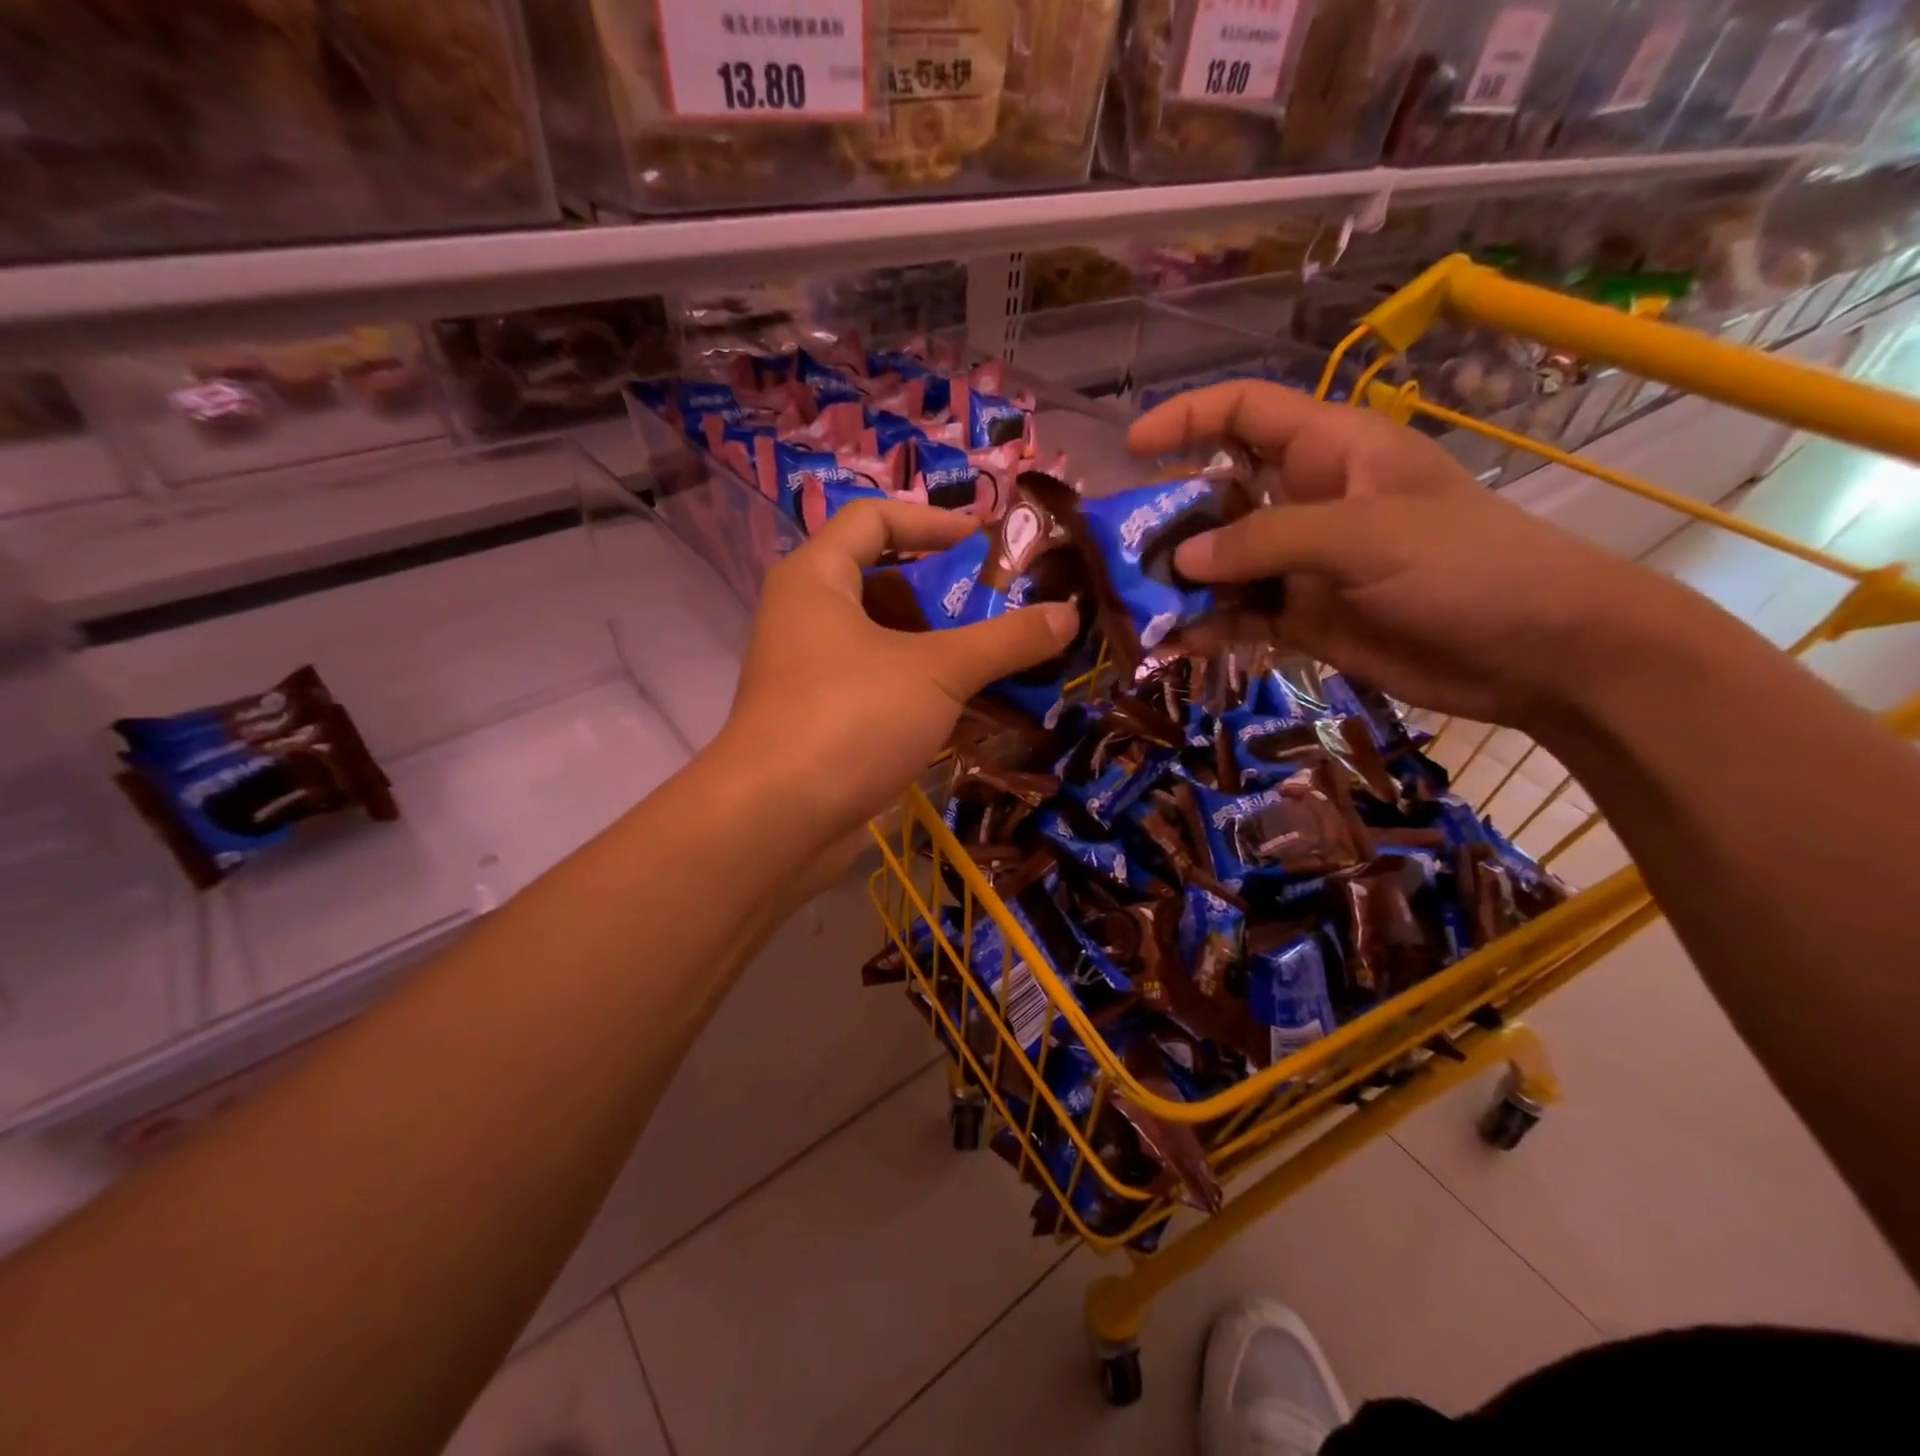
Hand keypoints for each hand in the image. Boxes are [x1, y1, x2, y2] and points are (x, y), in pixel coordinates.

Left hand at [718, 499, 1077, 839]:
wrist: (777, 821)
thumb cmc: (850, 718)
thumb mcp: (937, 672)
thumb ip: (1005, 640)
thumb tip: (1070, 614)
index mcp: (817, 578)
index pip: (874, 518)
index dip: (932, 522)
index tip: (986, 542)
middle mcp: (807, 616)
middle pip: (885, 583)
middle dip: (948, 595)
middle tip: (1007, 607)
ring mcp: (812, 672)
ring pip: (887, 642)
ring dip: (943, 649)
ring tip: (1003, 659)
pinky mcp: (824, 720)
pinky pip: (882, 687)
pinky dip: (924, 691)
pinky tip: (975, 709)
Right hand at [1129, 380, 1679, 728]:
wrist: (1535, 653)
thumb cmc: (1467, 567)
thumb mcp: (1365, 537)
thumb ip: (1267, 542)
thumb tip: (1180, 561)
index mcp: (1331, 451)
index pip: (1247, 412)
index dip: (1187, 418)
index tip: (1131, 447)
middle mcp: (1307, 501)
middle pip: (1218, 494)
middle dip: (1168, 517)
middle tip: (1118, 550)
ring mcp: (1302, 564)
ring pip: (1221, 563)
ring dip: (1178, 583)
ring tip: (1132, 606)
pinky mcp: (1302, 618)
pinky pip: (1238, 617)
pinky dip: (1205, 629)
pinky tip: (1172, 645)